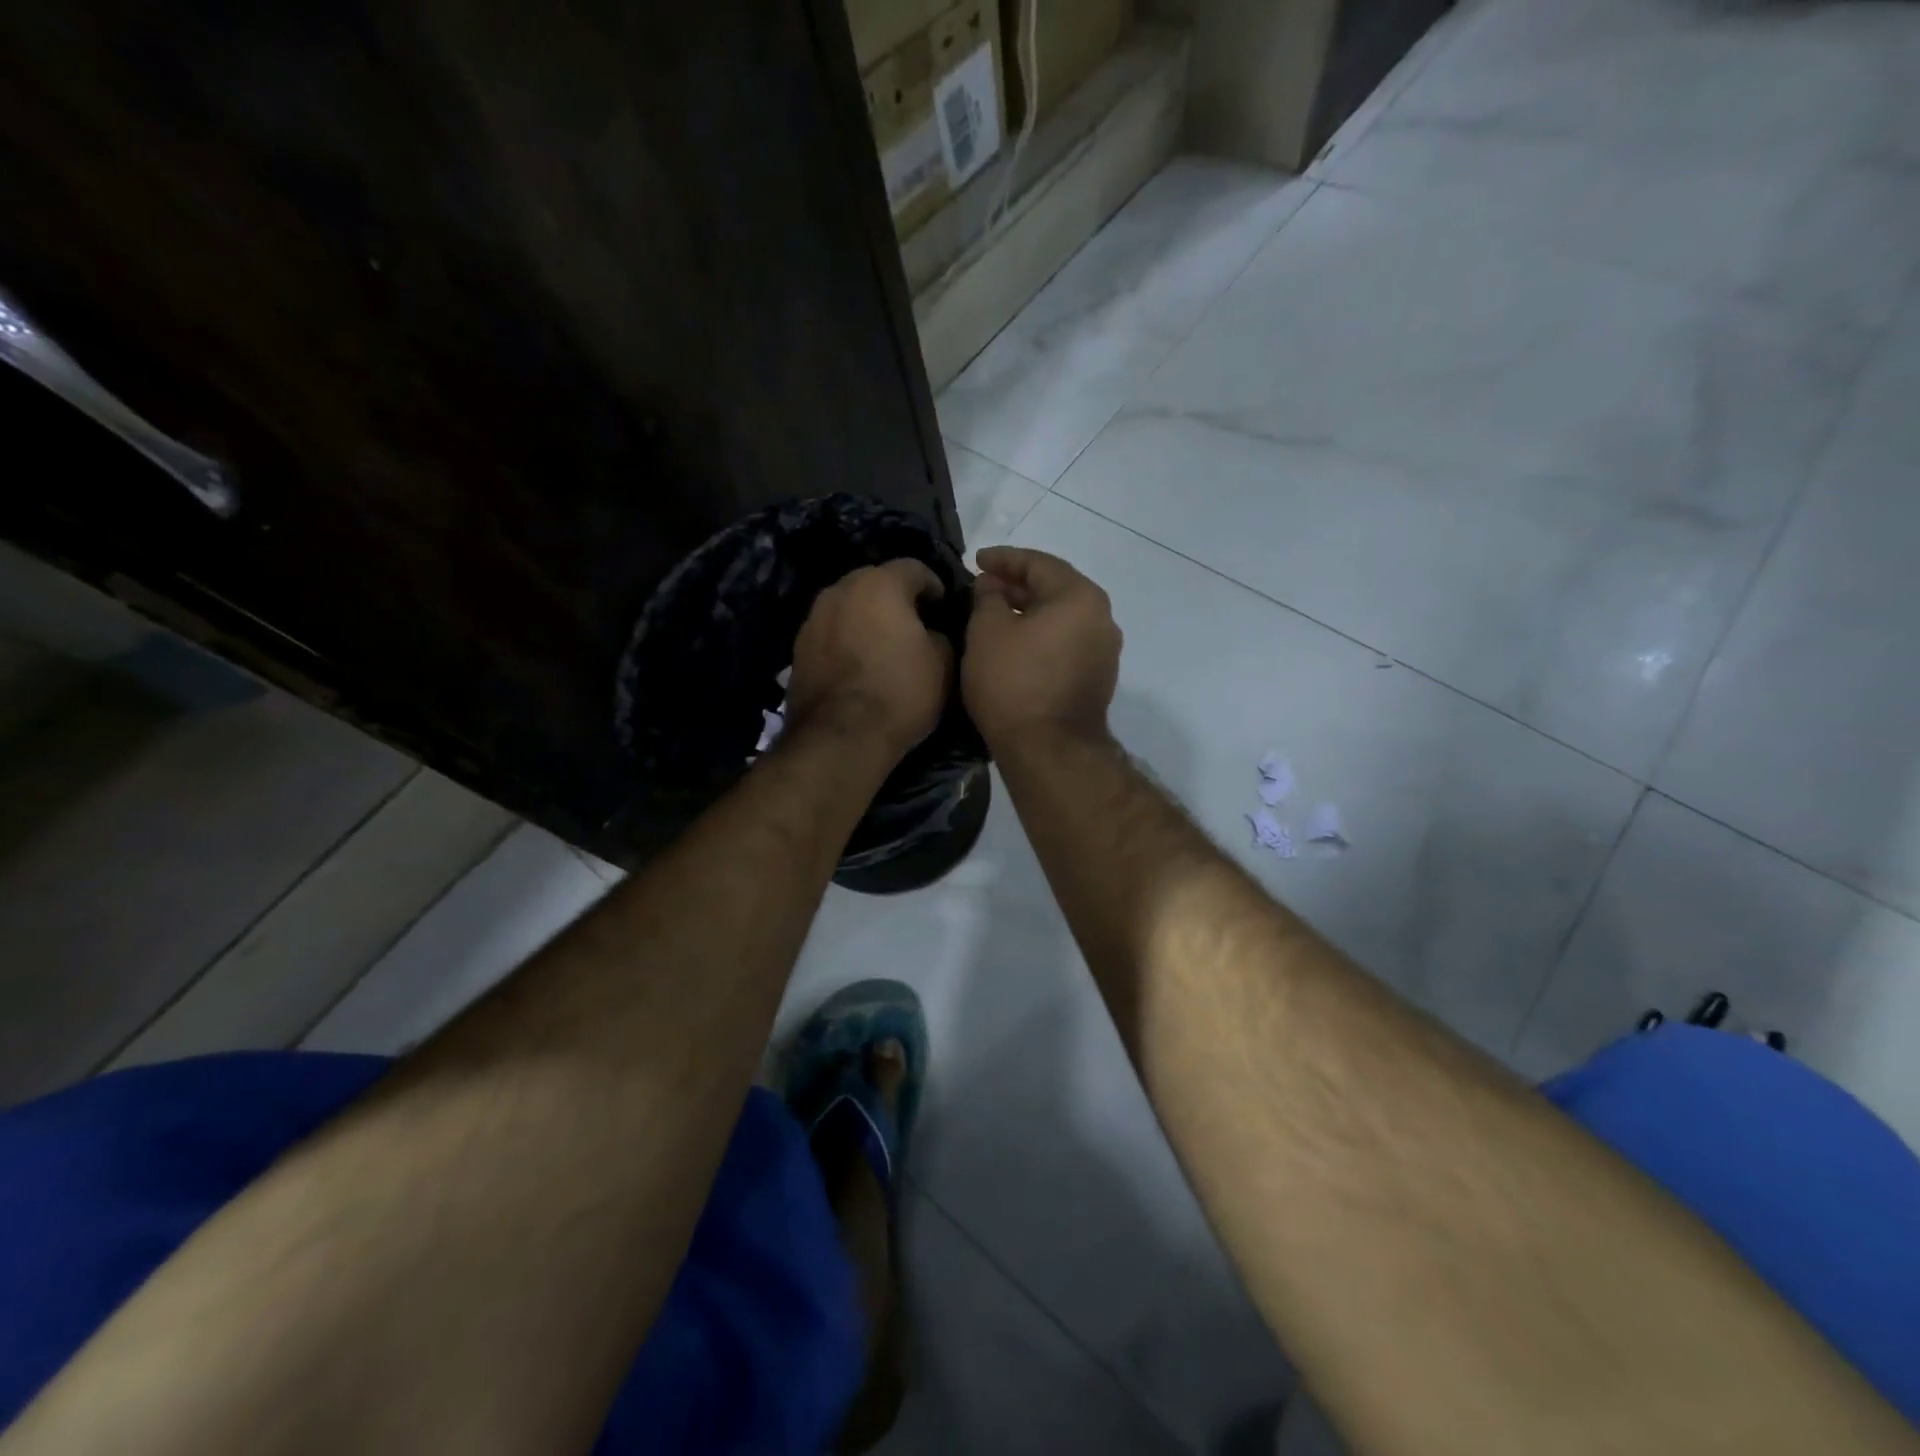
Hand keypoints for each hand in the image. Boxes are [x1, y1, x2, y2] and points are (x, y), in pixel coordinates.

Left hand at [786, 559, 953, 759]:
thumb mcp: (943, 664)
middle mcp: (841, 590)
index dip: (934, 585)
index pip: (914, 568)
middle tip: (914, 624)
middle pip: (875, 582)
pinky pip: (831, 632)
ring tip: (883, 645)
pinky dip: (847, 640)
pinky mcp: (798, 647)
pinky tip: (858, 665)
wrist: (839, 736)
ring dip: (867, 618)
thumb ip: (941, 635)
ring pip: (849, 606)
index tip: (944, 607)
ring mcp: (813, 618)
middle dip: (896, 598)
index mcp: (880, 584)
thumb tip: (930, 633)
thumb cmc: (900, 692)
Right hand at [964, 545, 1121, 749]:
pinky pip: (1067, 642)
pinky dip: (1042, 635)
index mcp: (1079, 597)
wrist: (1049, 751)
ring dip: (1029, 611)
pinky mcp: (1098, 678)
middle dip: (1016, 585)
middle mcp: (1102, 618)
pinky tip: (1016, 643)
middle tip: (983, 588)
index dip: (1002, 559)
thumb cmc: (1013, 684)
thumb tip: (992, 587)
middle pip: (1055, 588)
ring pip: (1062, 617)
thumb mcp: (986, 632)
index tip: (975, 560)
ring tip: (995, 615)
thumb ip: (987, 598)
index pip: (1038, 563)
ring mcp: (1104, 651)